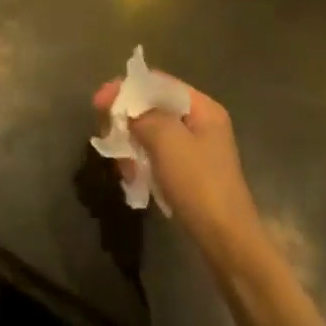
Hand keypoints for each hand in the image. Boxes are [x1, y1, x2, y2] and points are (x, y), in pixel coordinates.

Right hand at [93, 75, 261, 256]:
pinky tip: (133, 178)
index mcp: (203, 108)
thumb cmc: (198, 183)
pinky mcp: (190, 175)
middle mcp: (201, 123)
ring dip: (132, 145)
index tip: (98, 102)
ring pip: (152, 134)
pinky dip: (142, 163)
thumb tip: (123, 108)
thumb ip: (141, 114)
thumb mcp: (167, 140)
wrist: (227, 242)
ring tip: (122, 166)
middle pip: (153, 108)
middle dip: (127, 120)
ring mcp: (197, 150)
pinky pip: (158, 157)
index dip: (125, 88)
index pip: (157, 83)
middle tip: (107, 136)